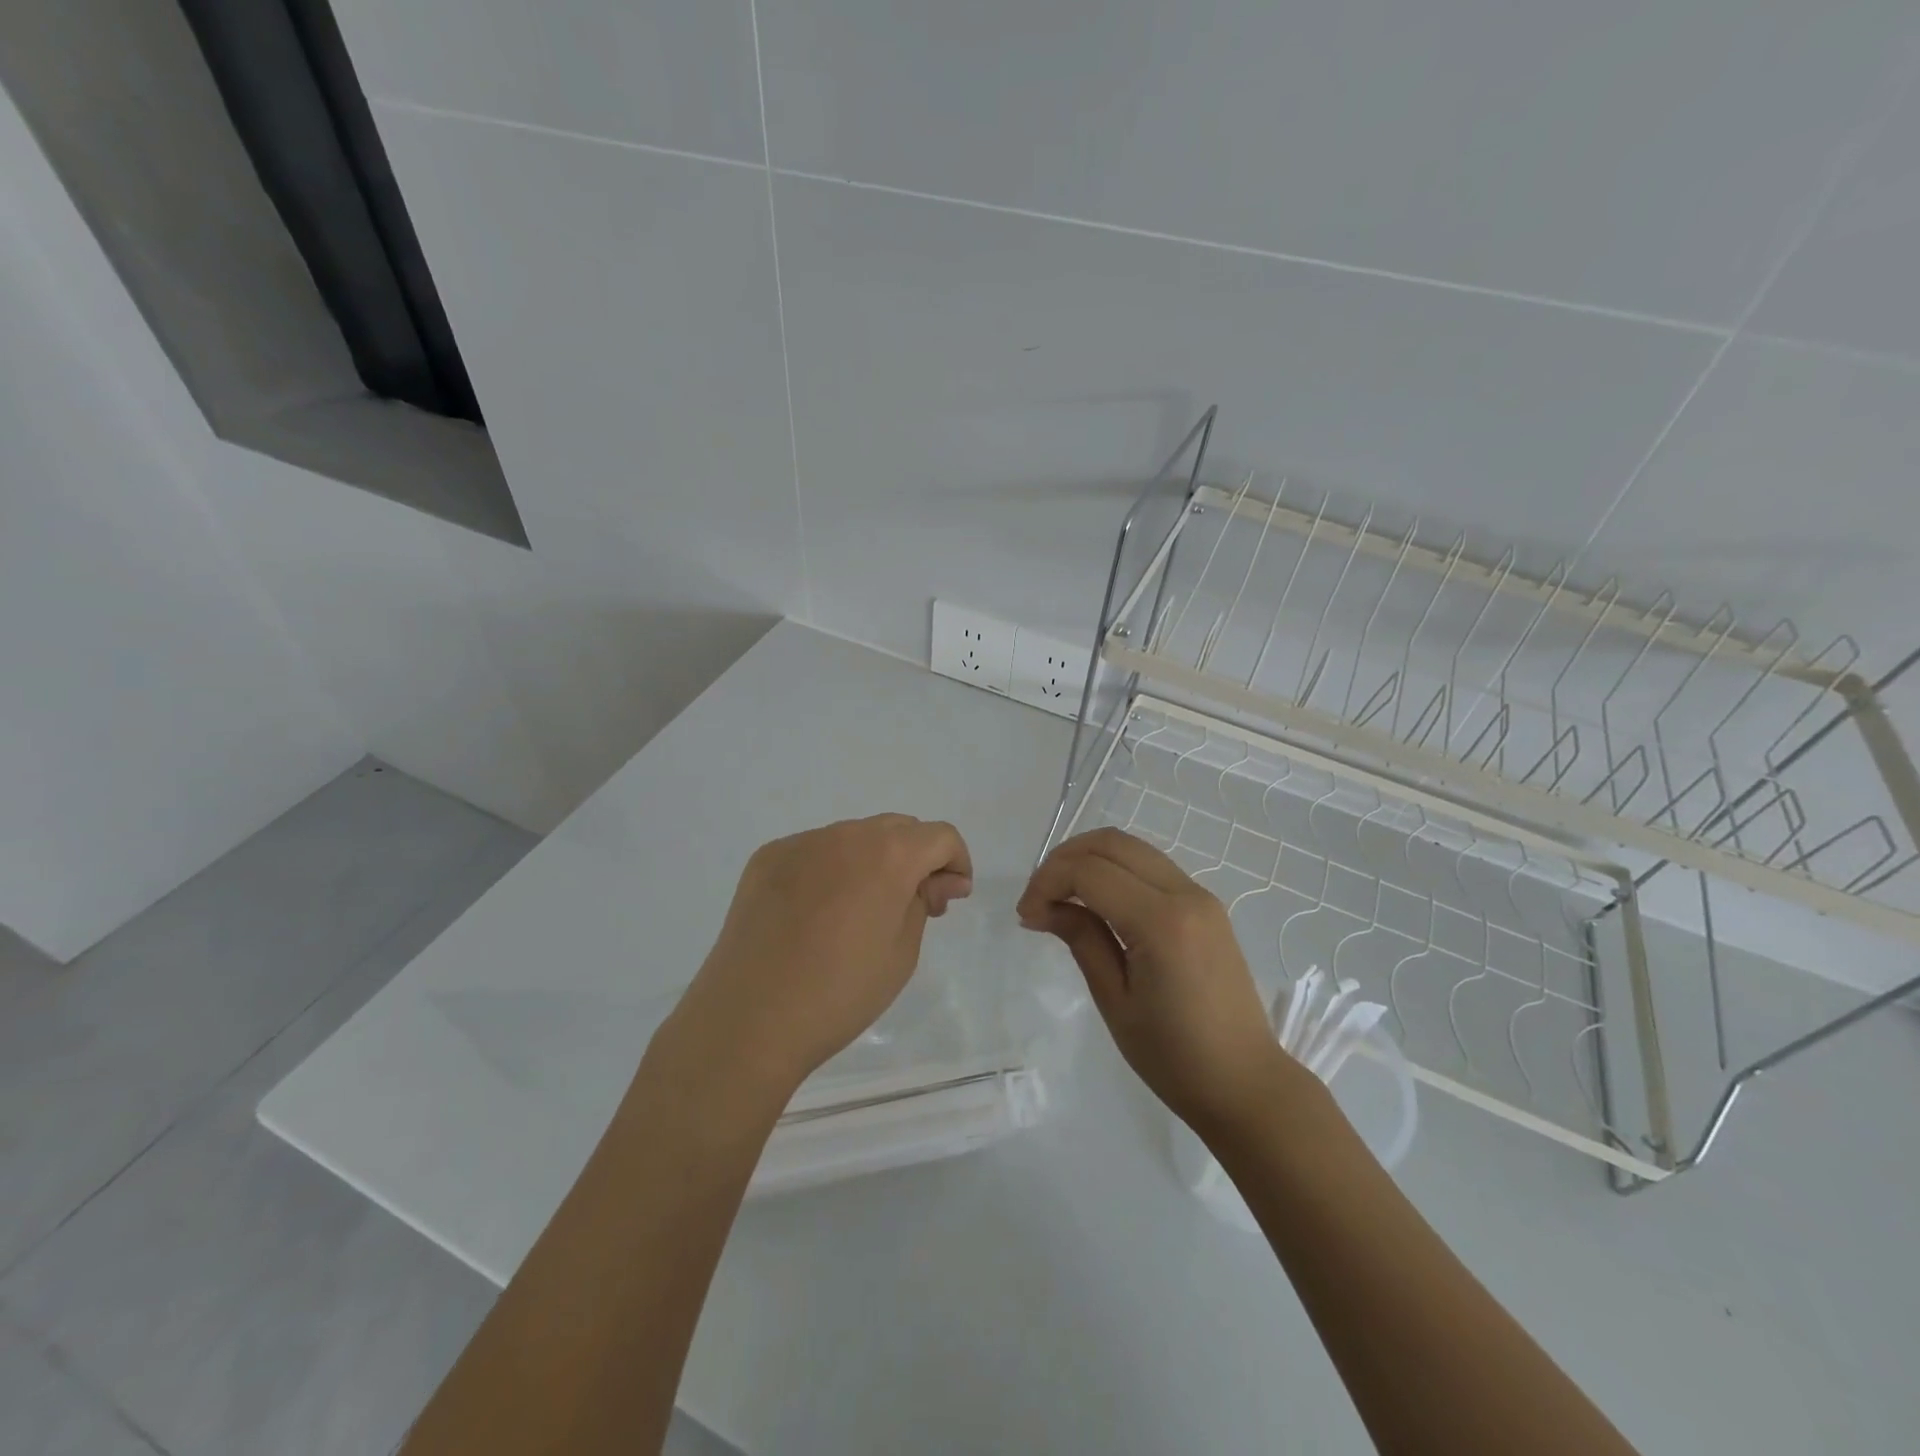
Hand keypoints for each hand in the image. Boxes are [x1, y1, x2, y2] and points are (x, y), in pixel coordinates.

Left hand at [666, 815, 972, 1106]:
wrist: (749, 1019)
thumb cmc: (840, 993)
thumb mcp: (903, 953)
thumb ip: (924, 902)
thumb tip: (938, 880)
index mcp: (888, 854)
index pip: (940, 836)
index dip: (956, 863)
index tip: (949, 899)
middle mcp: (846, 834)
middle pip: (898, 829)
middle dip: (916, 858)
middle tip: (912, 906)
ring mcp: (802, 843)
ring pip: (854, 837)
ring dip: (872, 861)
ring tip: (859, 912)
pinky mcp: (768, 858)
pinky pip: (814, 851)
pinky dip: (830, 869)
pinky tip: (816, 914)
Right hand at [1018, 827, 1297, 1136]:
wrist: (1245, 1083)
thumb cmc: (1174, 1056)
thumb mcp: (1115, 1001)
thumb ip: (1082, 939)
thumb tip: (1043, 907)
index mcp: (1161, 922)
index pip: (1090, 872)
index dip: (1048, 882)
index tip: (1026, 914)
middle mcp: (1184, 893)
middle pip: (1111, 843)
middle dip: (1065, 859)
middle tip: (1039, 897)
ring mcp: (1200, 895)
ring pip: (1132, 848)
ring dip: (1089, 859)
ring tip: (1061, 896)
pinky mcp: (1206, 905)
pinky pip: (1151, 867)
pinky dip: (1115, 870)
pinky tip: (1096, 901)